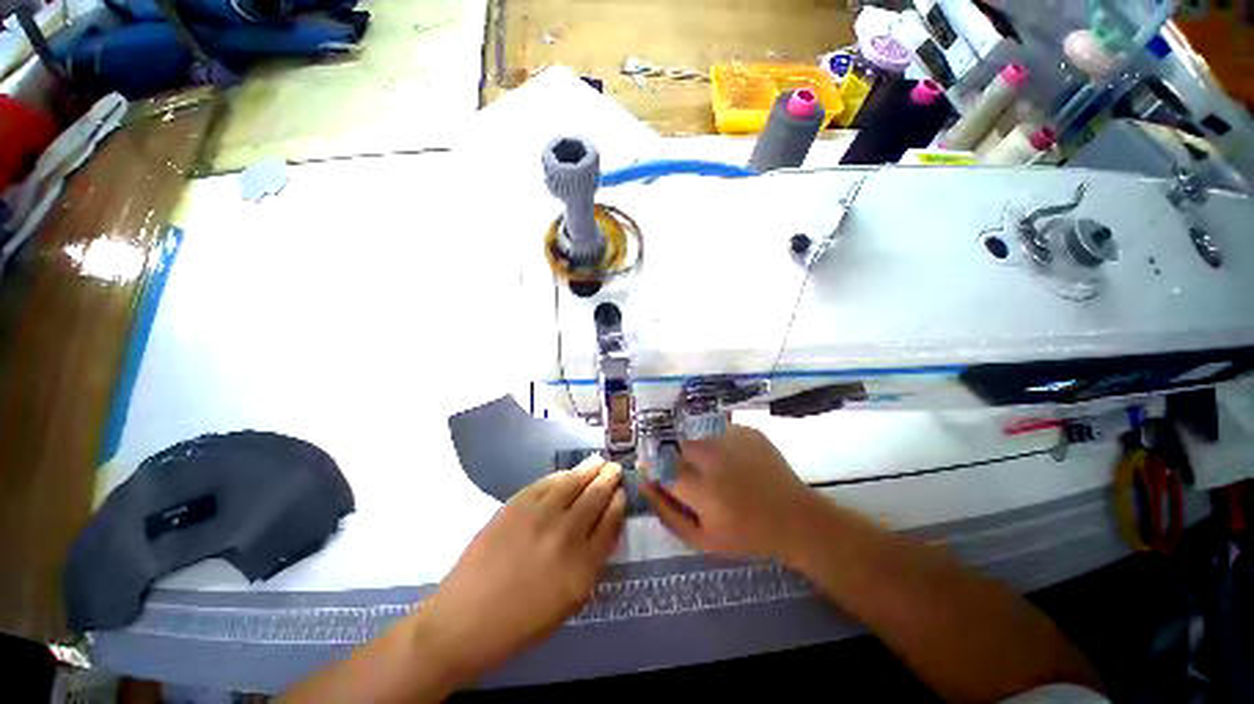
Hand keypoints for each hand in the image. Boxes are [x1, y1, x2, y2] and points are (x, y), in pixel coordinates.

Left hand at [418, 456, 625, 678]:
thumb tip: (605, 526)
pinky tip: (568, 473)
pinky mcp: (517, 505)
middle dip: (609, 479)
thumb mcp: (570, 601)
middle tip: (615, 469)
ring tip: (598, 462)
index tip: (621, 493)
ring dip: (589, 469)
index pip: (611, 522)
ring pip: (573, 482)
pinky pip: (546, 482)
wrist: (466, 619)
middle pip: (596, 496)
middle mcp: (566, 535)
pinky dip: (561, 475)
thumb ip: (592, 562)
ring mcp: (539, 516)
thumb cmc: (522, 621)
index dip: (618, 503)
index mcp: (583, 566)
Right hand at [641, 424, 818, 560]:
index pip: (658, 465)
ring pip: (696, 435)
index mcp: (699, 487)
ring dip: (697, 448)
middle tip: (691, 474)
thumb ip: (667, 512)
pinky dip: (717, 442)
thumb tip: (644, 485)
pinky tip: (731, 458)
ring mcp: (731, 439)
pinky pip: (719, 430)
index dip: (654, 467)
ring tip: (713, 466)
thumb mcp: (701, 539)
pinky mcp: (747, 430)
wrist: (795, 519)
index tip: (657, 473)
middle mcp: (711, 456)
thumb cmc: (745, 535)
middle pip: (676, 444)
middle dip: (675, 456)